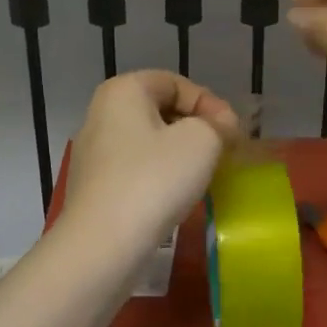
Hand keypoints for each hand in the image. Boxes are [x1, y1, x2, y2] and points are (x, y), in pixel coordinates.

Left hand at [58, 71, 239, 255]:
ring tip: (205, 175)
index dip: (210, 103)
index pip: (175, 82)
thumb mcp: (201, 141)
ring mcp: (94, 154)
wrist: (104, 244)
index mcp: (122, 91)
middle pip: (160, 111)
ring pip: (149, 143)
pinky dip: (161, 177)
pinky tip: (177, 197)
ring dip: (181, 155)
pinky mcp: (95, 188)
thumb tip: (221, 127)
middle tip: (224, 152)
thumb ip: (218, 124)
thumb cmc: (154, 180)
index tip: (232, 133)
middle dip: (196, 128)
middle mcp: (101, 115)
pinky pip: (137, 171)